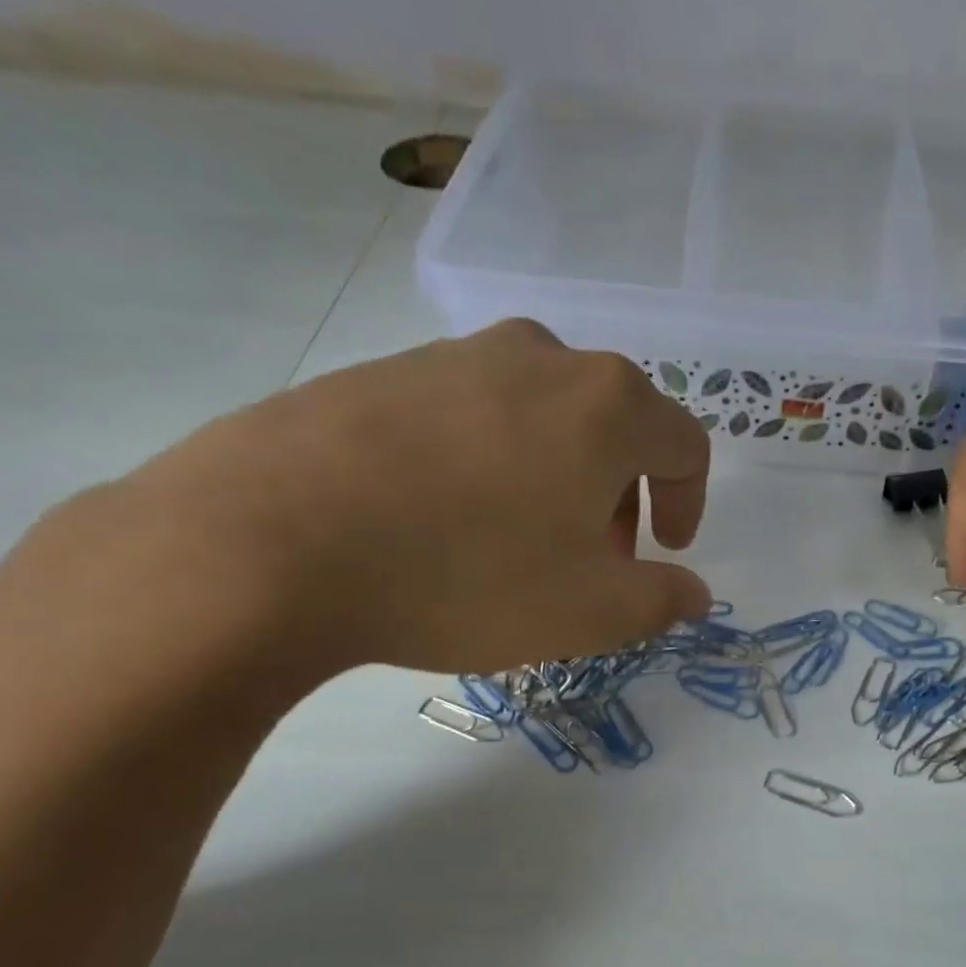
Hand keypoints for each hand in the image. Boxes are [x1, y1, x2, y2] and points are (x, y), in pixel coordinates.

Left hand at [123, 319, 712, 675]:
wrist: (271, 539)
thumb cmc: (469, 576)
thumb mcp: (593, 612)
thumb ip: (664, 600)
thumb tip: (694, 593)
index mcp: (607, 406)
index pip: (686, 445)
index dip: (688, 502)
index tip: (664, 551)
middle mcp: (542, 358)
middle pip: (617, 425)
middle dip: (623, 496)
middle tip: (597, 559)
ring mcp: (457, 354)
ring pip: (545, 417)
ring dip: (559, 477)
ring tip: (523, 543)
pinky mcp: (387, 370)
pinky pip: (474, 414)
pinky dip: (493, 463)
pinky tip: (450, 519)